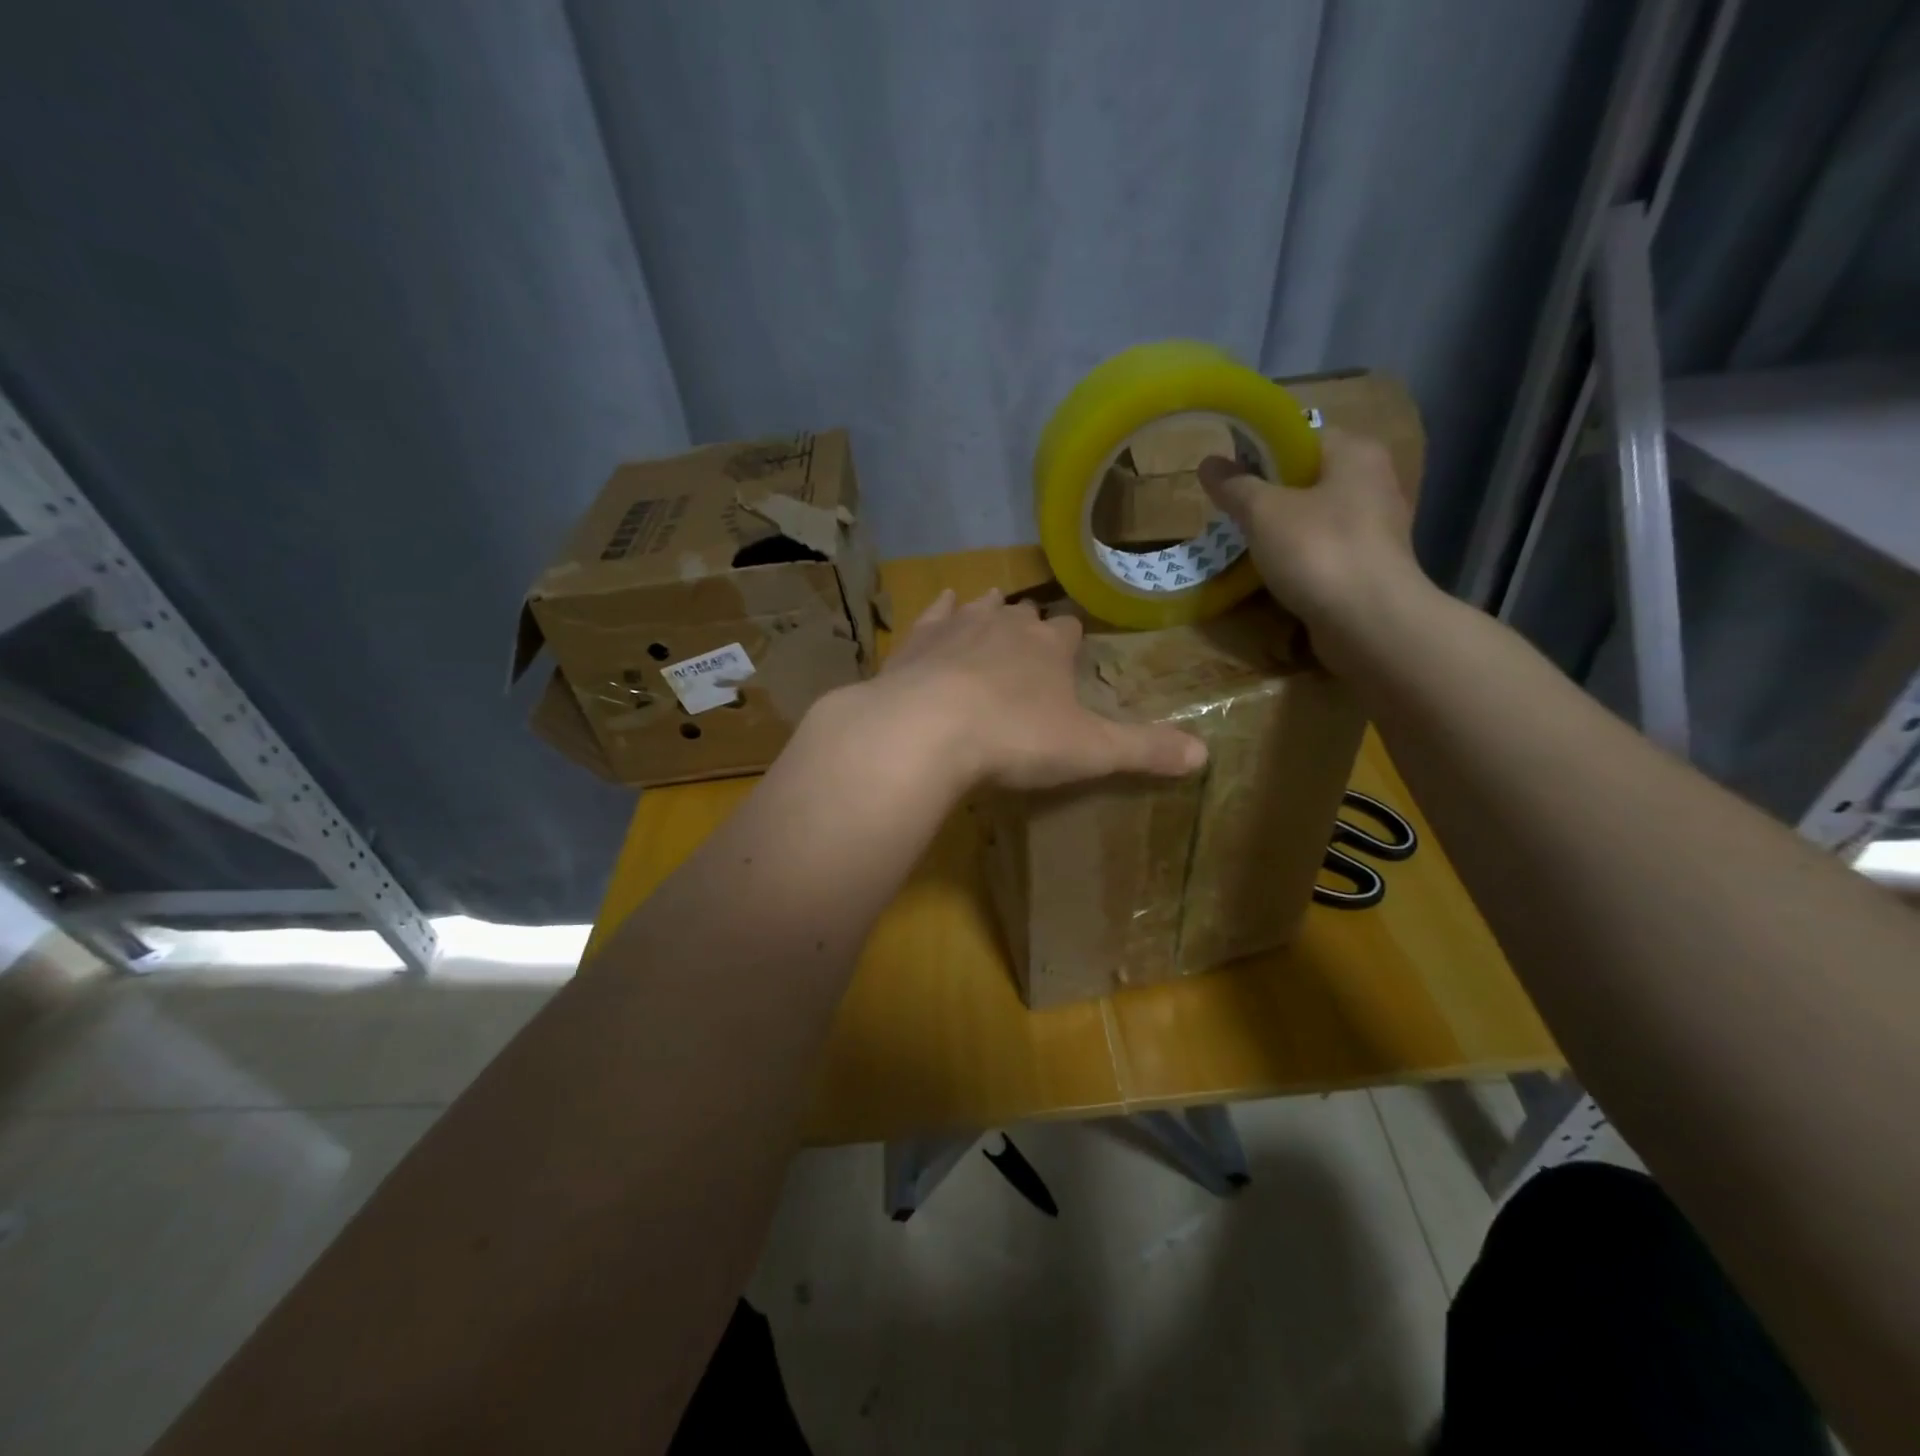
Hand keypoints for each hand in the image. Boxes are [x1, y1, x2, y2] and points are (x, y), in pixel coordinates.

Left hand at [847, 588, 1206, 792]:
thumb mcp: (1090, 751)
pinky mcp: (917, 640)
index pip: (1070, 631)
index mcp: (1051, 646)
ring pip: (983, 606)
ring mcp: (958, 625)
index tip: (1071, 657)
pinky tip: (944, 605)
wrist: (927, 729)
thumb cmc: (1015, 738)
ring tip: (993, 617)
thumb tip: (1205, 754)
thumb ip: (1145, 750)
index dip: (1072, 643)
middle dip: (1030, 629)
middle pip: (1026, 616)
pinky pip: (935, 613)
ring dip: (990, 612)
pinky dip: (942, 610)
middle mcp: (1007, 623)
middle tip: (1029, 653)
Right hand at [1198, 426, 1423, 654]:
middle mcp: (1374, 481)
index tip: (1230, 477)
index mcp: (1355, 453)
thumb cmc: (1318, 551)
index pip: (1301, 436)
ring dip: (1281, 531)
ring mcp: (1376, 527)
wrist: (1369, 622)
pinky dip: (1299, 559)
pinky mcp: (1370, 566)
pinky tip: (1275, 575)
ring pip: (1315, 518)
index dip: (1261, 451)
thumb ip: (1235, 485)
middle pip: (1307, 478)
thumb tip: (1208, 462)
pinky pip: (1324, 551)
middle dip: (1268, 495)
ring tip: (1246, 547)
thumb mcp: (1263, 512)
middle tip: (1232, 514)